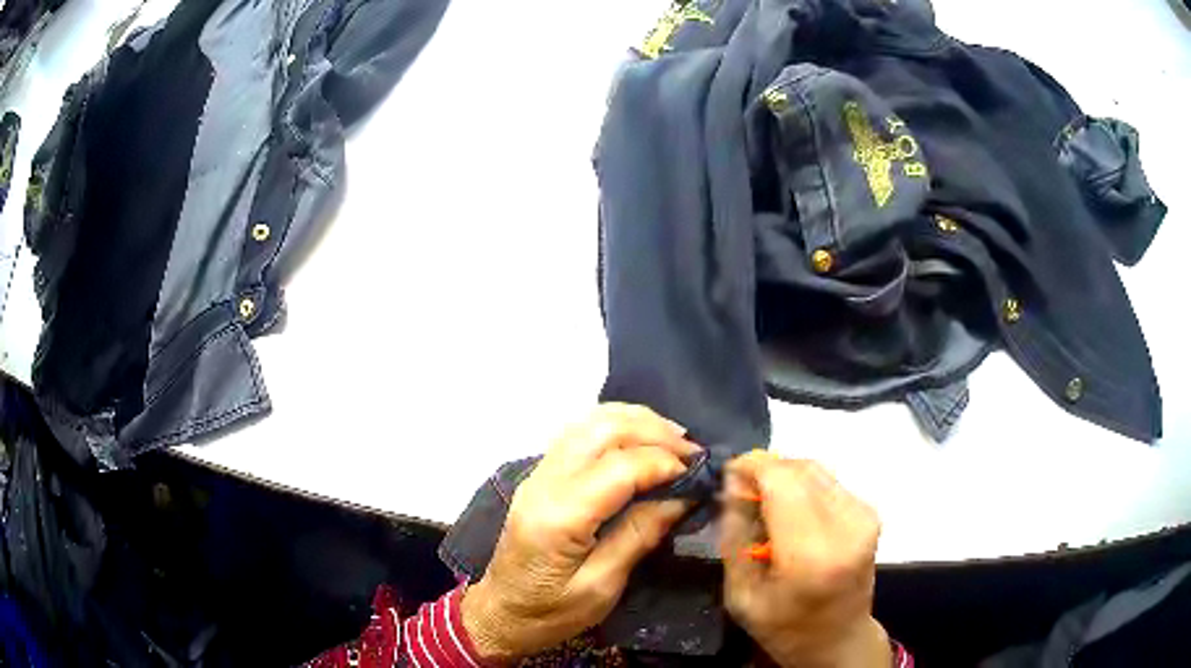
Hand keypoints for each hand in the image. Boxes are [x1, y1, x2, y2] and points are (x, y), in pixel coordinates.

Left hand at [461, 404, 697, 662]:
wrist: (501, 613)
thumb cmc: (551, 611)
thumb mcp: (602, 587)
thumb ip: (640, 536)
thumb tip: (682, 497)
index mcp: (559, 516)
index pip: (620, 467)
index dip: (664, 462)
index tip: (699, 474)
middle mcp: (544, 483)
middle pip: (603, 430)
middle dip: (655, 432)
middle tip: (693, 452)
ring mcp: (537, 474)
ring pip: (589, 422)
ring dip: (636, 422)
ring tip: (674, 440)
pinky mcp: (539, 475)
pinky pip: (579, 433)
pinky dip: (615, 427)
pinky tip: (639, 440)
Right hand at [721, 452, 889, 667]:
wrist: (839, 639)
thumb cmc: (784, 627)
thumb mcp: (740, 593)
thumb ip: (735, 535)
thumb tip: (732, 484)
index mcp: (811, 553)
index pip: (781, 480)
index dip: (750, 467)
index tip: (726, 477)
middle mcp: (845, 525)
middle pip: (798, 469)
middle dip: (764, 469)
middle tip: (739, 491)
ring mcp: (863, 516)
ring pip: (814, 469)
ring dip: (783, 476)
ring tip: (762, 502)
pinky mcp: (869, 513)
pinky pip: (827, 482)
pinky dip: (801, 486)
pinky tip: (788, 511)